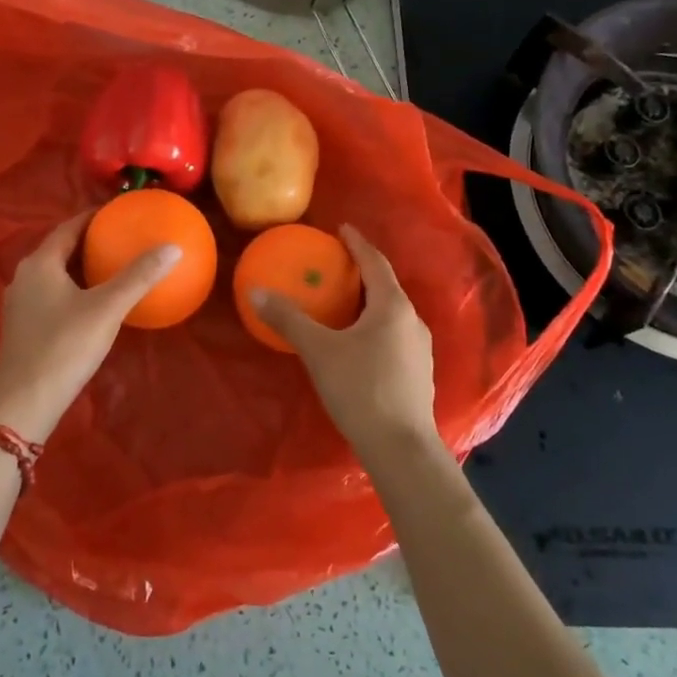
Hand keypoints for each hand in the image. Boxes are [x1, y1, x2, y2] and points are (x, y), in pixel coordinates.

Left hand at [0, 212, 181, 441]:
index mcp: (40, 263)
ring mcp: (19, 303)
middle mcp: (24, 277)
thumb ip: (138, 277)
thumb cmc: (64, 346)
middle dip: (87, 242)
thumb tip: (172, 248)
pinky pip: (50, 295)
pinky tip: (92, 303)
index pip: (68, 227)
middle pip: (59, 249)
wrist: (25, 400)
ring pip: (53, 274)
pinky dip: (72, 289)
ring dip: (79, 267)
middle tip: (119, 238)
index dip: (92, 217)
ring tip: (110, 267)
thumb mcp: (106, 309)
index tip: (117, 212)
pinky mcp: (22, 326)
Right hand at [249, 225, 438, 460]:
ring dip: (369, 302)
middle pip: (385, 287)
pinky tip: (357, 342)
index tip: (342, 229)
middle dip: (362, 273)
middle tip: (336, 266)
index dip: (357, 244)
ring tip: (344, 302)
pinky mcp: (417, 373)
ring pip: (391, 314)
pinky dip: (374, 326)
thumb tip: (256, 292)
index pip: (375, 263)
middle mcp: (412, 321)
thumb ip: (289, 319)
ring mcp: (419, 349)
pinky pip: (393, 335)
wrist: (400, 447)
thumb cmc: (360, 389)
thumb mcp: (319, 351)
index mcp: (392, 307)